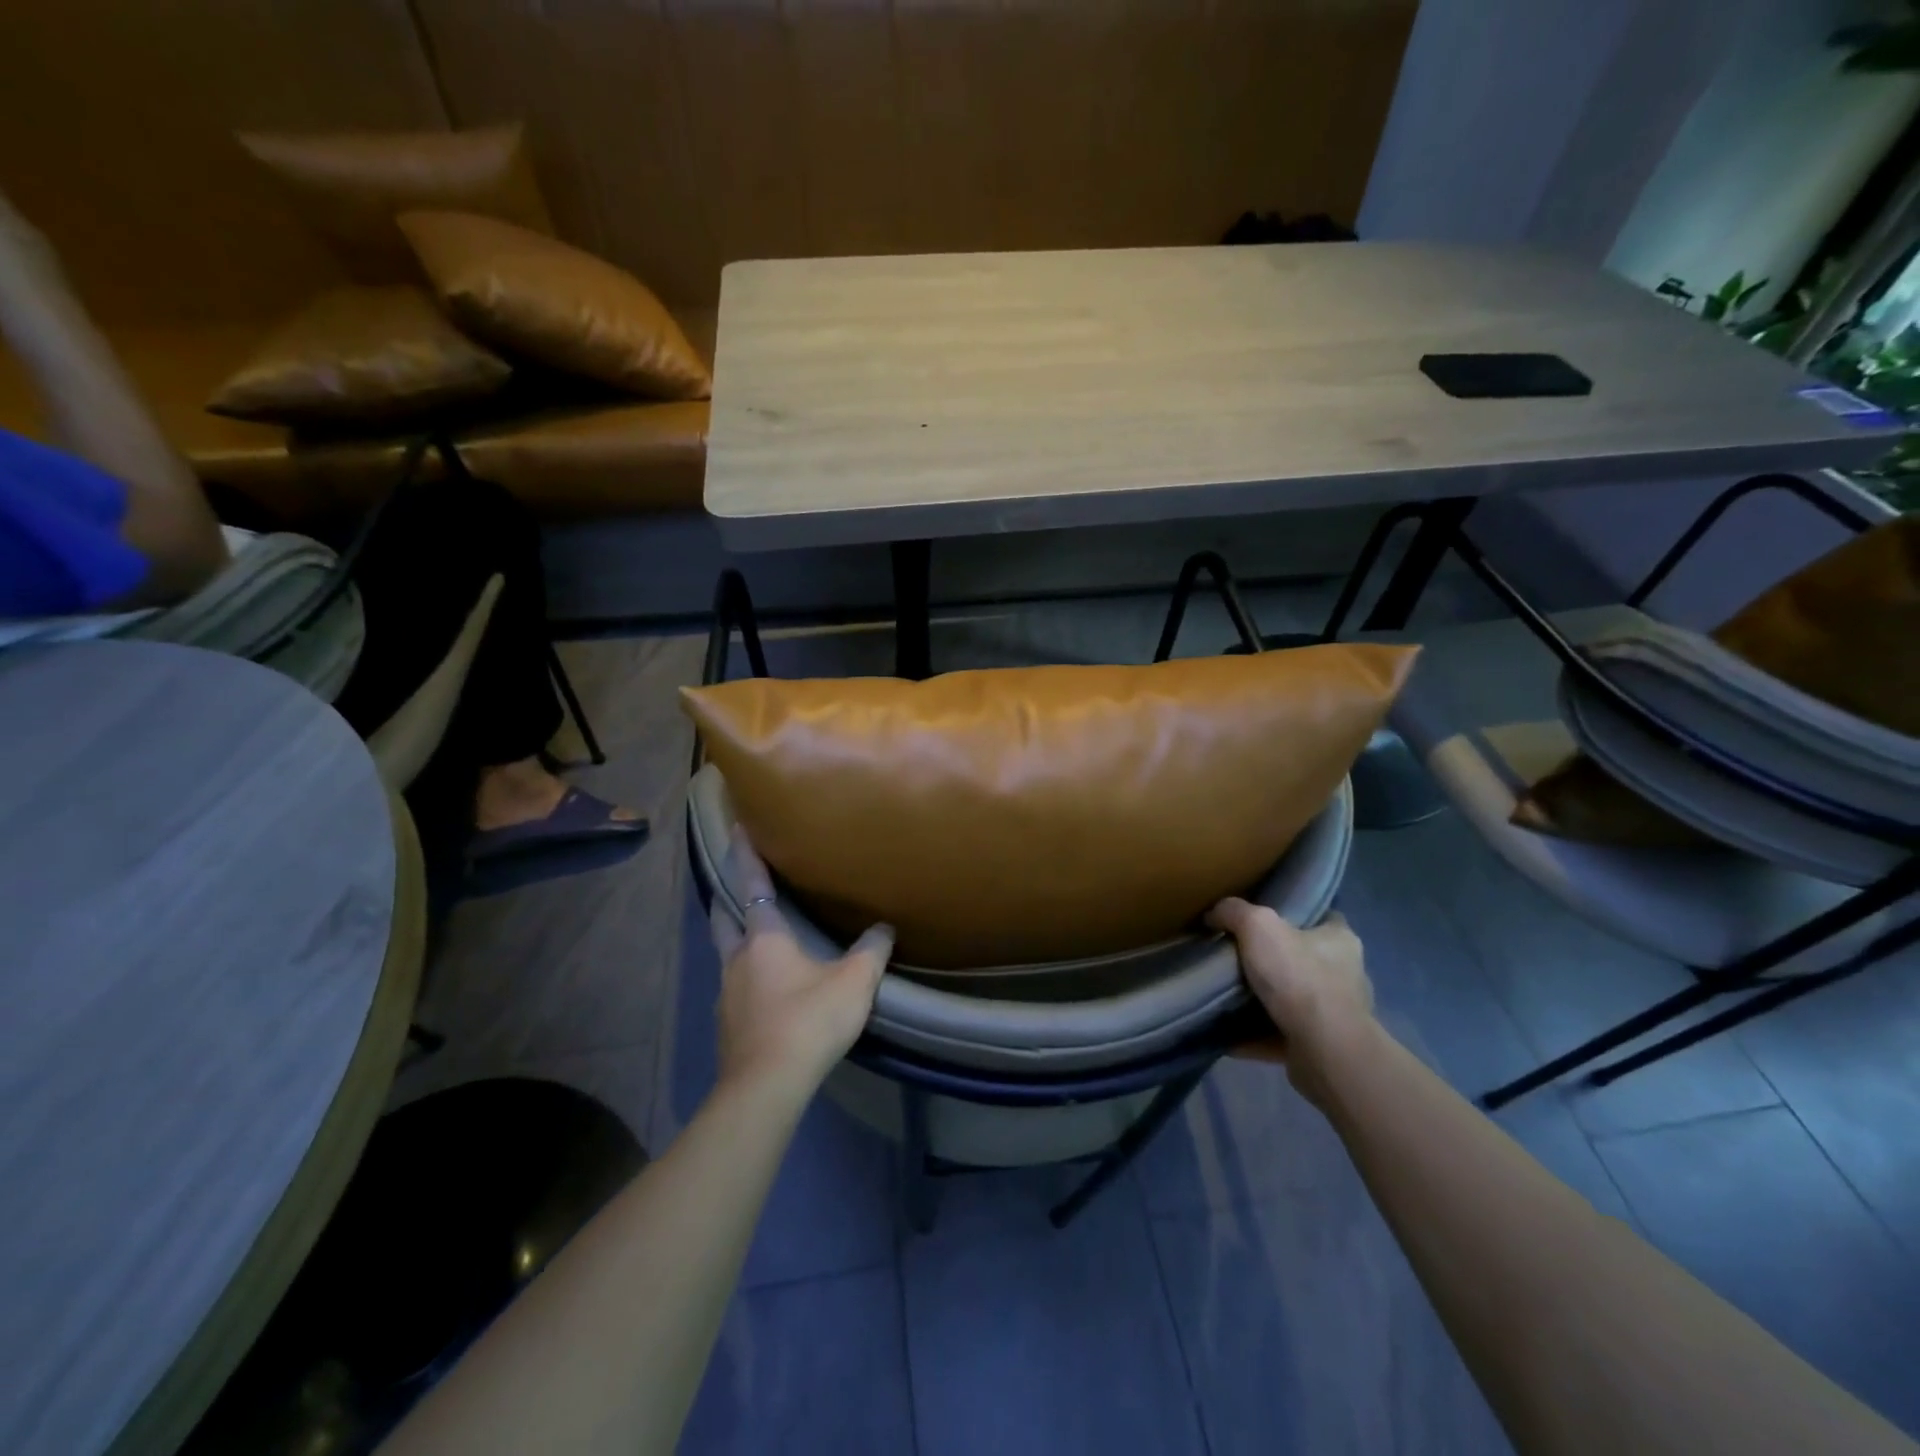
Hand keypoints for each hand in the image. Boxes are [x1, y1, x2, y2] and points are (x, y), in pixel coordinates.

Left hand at [709, 834, 894, 1098]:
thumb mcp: (854, 982)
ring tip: (756, 936)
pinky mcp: (726, 1024)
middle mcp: (737, 959)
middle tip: (737, 883)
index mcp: (764, 939)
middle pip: (724, 917)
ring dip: (736, 938)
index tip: (736, 828)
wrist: (767, 1086)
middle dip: (728, 896)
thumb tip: (884, 927)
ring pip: (726, 953)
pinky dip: (745, 975)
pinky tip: (764, 989)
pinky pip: (733, 986)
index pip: (751, 886)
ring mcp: (726, 993)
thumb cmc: (809, 1021)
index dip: (745, 856)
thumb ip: (872, 951)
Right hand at [1207, 900, 1375, 1105]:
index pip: (1322, 917)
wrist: (1325, 1050)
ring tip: (1226, 995)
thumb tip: (1214, 914)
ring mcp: (1336, 1016)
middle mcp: (1345, 976)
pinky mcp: (1321, 1048)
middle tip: (1235, 956)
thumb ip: (1234, 912)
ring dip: (1264, 1000)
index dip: (1294, 914)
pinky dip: (1255, 1035)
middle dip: (1273, 960)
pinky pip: (1280, 1035)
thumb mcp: (1259, 926)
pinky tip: (1227, 1032)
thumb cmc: (1299, 977)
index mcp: (1340, 940)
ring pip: (1293, 1000)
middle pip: (1304, 959)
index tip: (1262, 918)